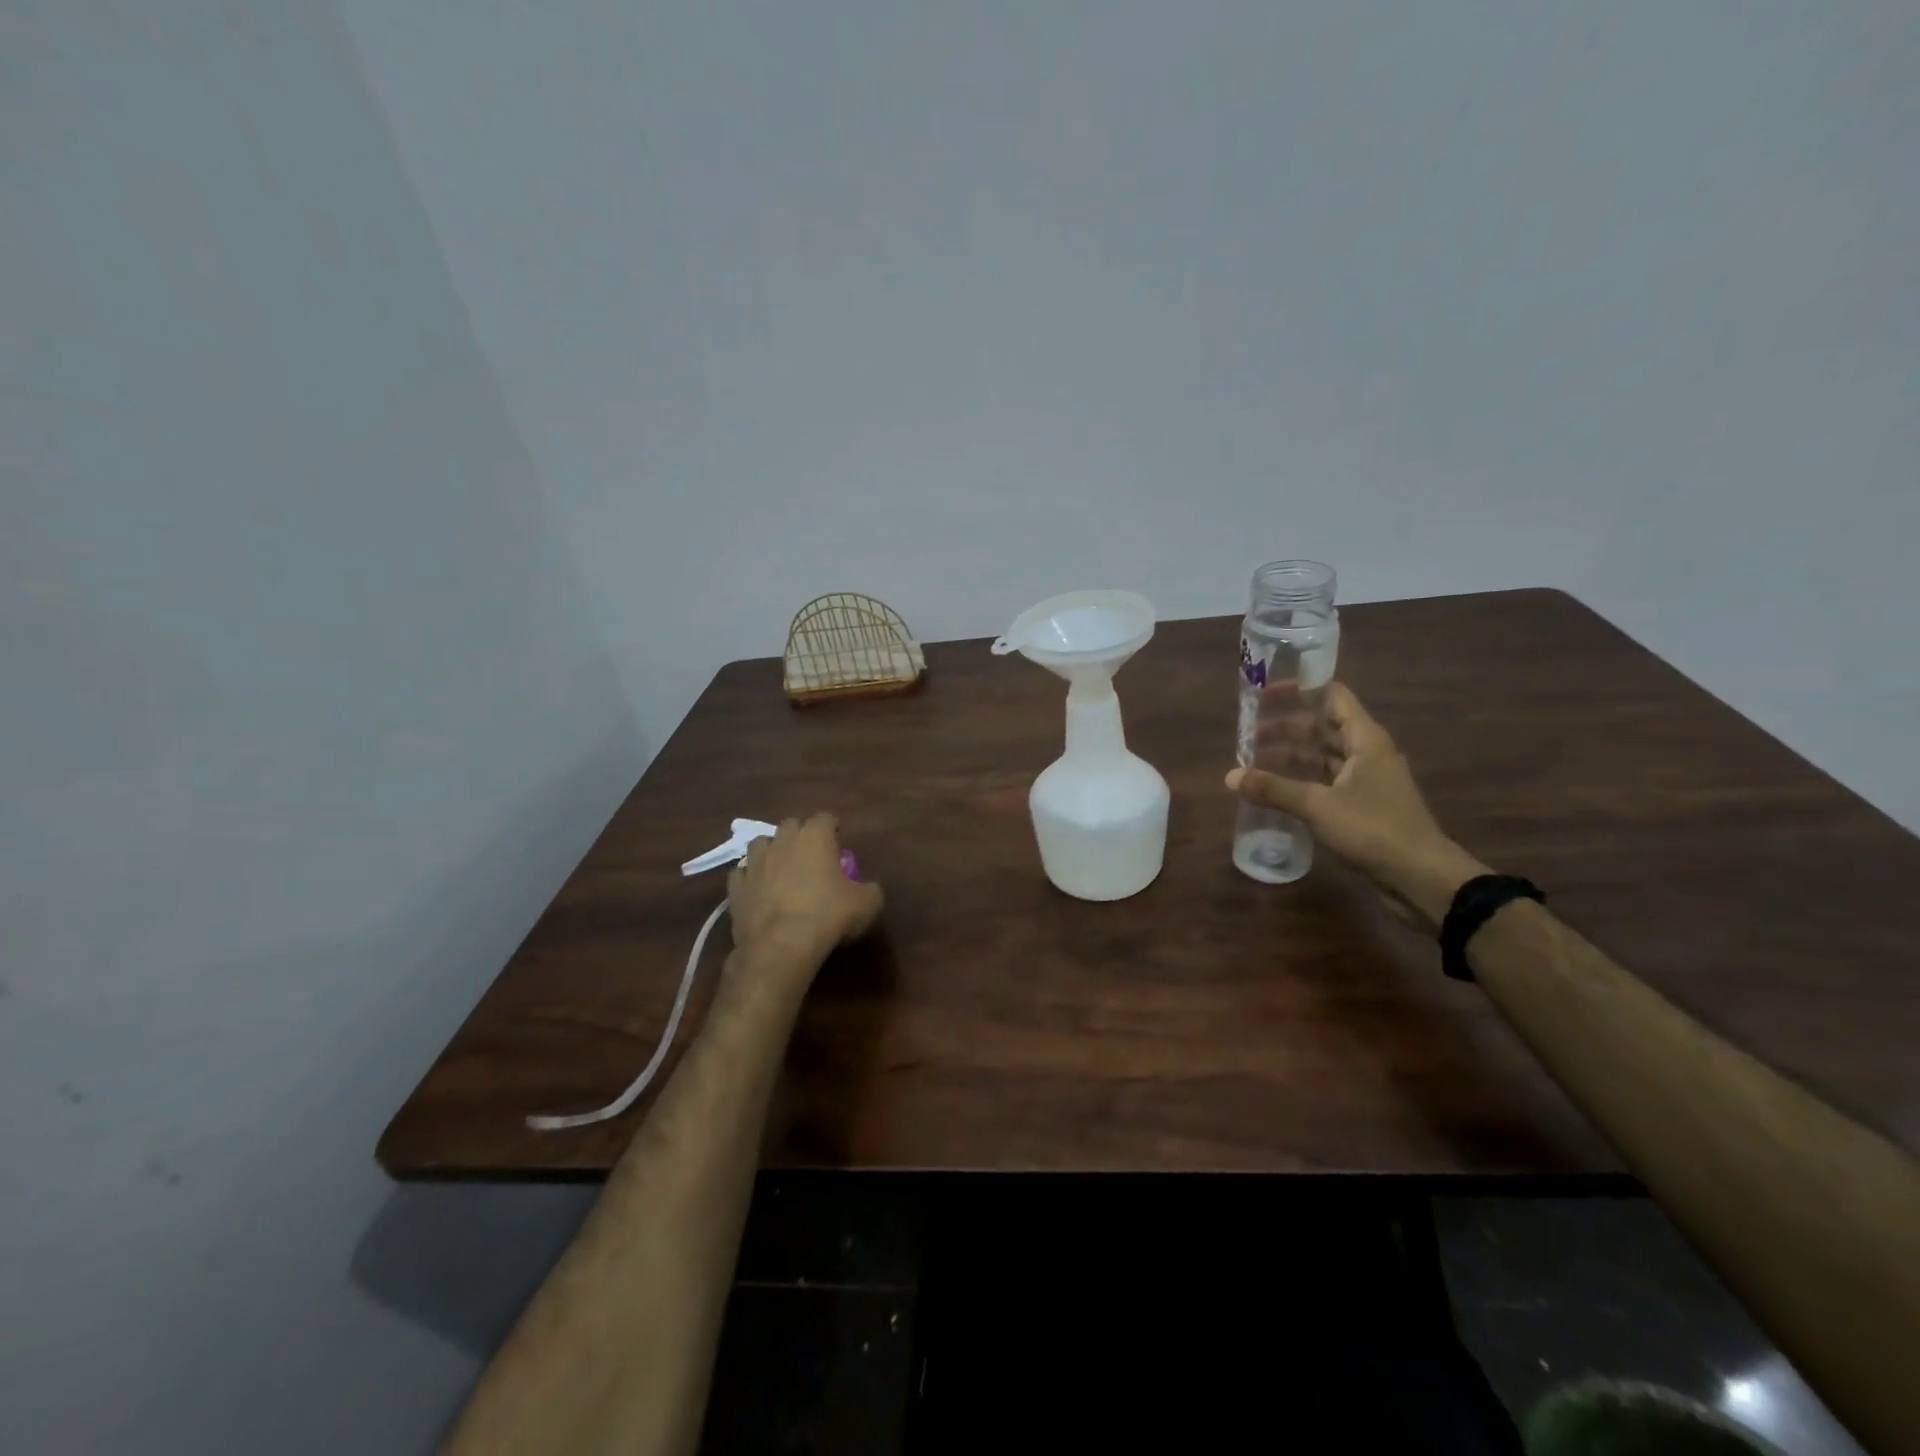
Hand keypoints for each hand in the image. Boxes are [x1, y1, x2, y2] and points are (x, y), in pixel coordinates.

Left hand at [726, 814, 883, 961]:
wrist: (780, 945)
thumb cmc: (828, 916)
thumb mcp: (867, 904)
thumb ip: (870, 890)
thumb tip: (868, 889)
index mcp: (815, 837)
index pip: (825, 818)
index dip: (832, 827)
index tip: (838, 838)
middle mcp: (782, 841)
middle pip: (791, 825)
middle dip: (800, 835)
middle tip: (810, 855)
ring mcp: (755, 863)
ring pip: (760, 844)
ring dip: (771, 852)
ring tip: (780, 868)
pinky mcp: (736, 887)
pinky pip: (742, 874)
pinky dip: (751, 878)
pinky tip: (758, 891)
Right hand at [1227, 683, 1483, 927]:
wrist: (1421, 877)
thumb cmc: (1373, 829)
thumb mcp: (1317, 806)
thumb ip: (1273, 789)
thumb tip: (1230, 776)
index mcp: (1365, 739)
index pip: (1332, 696)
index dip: (1299, 690)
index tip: (1264, 695)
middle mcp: (1368, 752)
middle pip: (1323, 726)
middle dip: (1285, 727)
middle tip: (1247, 735)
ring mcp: (1367, 779)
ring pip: (1323, 755)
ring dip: (1291, 755)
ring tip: (1254, 762)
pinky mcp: (1363, 805)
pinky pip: (1326, 780)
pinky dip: (1301, 779)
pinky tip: (1277, 790)